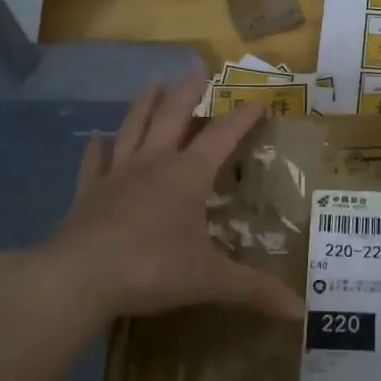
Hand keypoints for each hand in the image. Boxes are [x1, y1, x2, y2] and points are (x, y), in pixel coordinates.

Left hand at [38, 77, 307, 323]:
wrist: (80, 277)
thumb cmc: (152, 268)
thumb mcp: (210, 280)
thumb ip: (255, 291)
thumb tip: (300, 312)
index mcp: (187, 175)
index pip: (222, 136)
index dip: (242, 117)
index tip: (258, 100)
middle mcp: (153, 163)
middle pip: (173, 116)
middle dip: (189, 92)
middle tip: (197, 68)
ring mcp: (116, 174)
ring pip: (133, 127)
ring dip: (145, 104)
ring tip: (153, 83)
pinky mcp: (88, 193)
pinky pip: (94, 162)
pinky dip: (97, 148)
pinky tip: (98, 138)